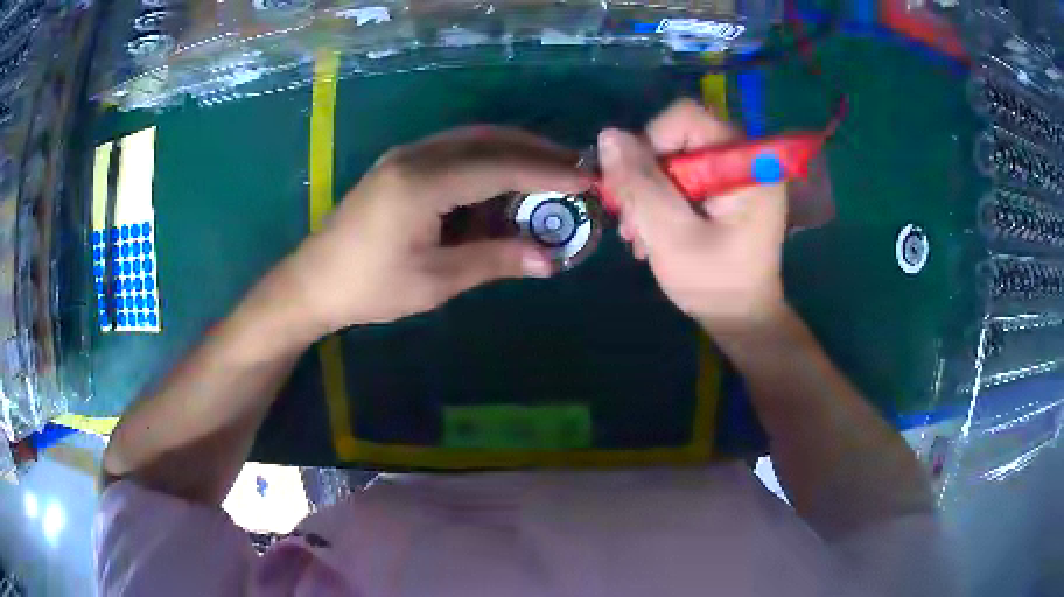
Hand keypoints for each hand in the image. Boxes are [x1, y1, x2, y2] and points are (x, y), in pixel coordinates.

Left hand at [284, 126, 588, 332]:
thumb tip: (549, 260)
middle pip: (490, 140)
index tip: (587, 180)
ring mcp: (406, 156)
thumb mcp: (436, 280)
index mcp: (423, 183)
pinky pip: (455, 152)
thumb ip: (495, 260)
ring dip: (514, 154)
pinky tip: (503, 184)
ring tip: (549, 175)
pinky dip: (488, 162)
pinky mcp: (401, 165)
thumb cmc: (370, 288)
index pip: (500, 167)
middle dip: (537, 152)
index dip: (547, 172)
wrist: (314, 282)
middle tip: (576, 170)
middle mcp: (416, 155)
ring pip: (473, 141)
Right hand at [597, 99, 787, 330]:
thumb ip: (640, 184)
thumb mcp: (671, 235)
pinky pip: (685, 175)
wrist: (743, 320)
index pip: (686, 118)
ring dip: (649, 191)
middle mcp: (746, 159)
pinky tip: (651, 231)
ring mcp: (737, 174)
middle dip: (645, 175)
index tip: (635, 186)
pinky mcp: (728, 189)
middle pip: (678, 137)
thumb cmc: (714, 284)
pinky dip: (662, 198)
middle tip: (629, 219)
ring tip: (636, 233)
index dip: (650, 143)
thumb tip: (608, 135)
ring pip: (676, 157)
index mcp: (745, 163)